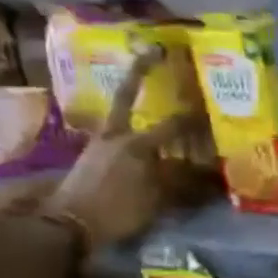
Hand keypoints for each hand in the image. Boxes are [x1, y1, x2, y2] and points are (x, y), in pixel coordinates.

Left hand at [46, 49, 198, 249]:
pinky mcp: (89, 155)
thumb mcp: (156, 199)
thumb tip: (207, 171)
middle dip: (140, 72)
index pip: (174, 125)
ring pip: (119, 114)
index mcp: (136, 144)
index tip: (212, 105)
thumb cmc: (117, 211)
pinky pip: (113, 134)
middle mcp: (115, 135)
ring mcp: (97, 143)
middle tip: (152, 50)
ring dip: (132, 100)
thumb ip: (180, 181)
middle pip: (128, 96)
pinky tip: (136, 133)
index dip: (195, 117)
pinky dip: (126, 128)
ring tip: (145, 88)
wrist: (64, 227)